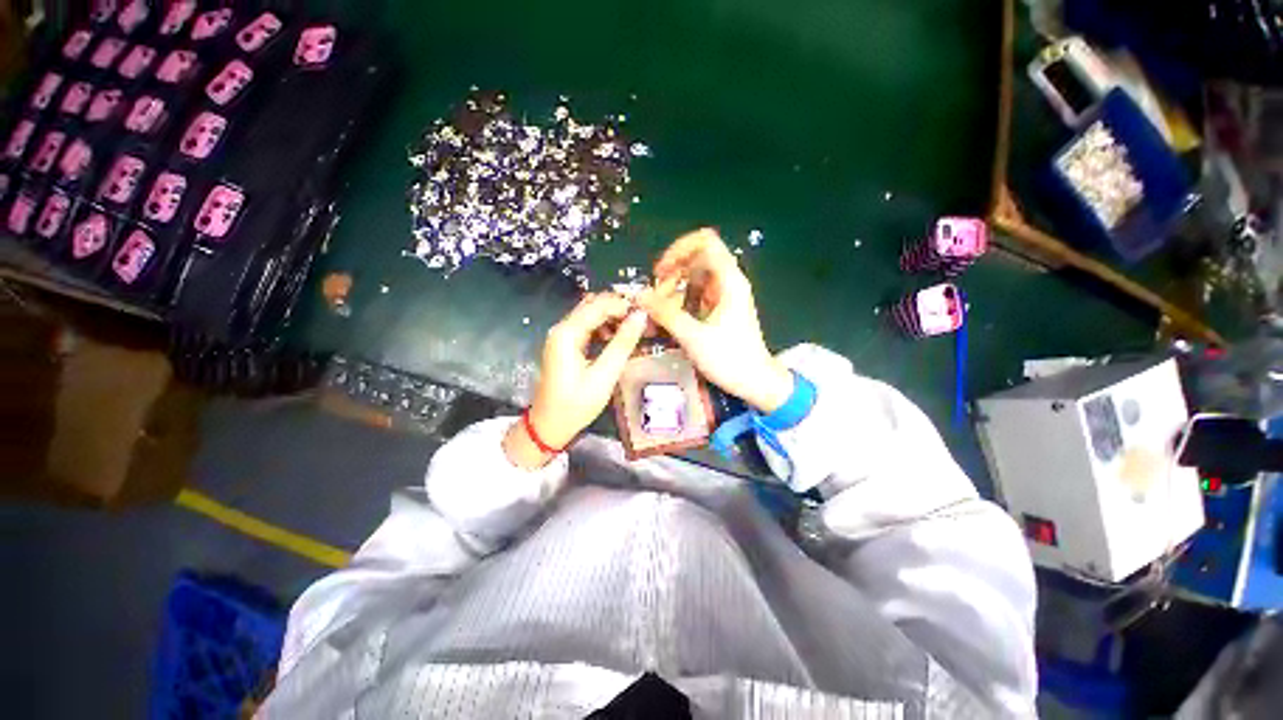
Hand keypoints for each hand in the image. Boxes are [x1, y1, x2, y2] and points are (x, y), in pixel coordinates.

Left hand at [504, 293, 647, 469]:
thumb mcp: (604, 375)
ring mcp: (562, 336)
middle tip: (643, 320)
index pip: (599, 305)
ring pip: (590, 315)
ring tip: (635, 329)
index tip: (647, 313)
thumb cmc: (576, 404)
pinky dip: (604, 328)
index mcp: (567, 333)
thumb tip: (641, 316)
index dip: (624, 305)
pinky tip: (618, 339)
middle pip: (593, 305)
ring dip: (612, 317)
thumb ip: (623, 343)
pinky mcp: (565, 345)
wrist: (550, 426)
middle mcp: (562, 328)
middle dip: (619, 309)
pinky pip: (587, 327)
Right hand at [637, 228, 793, 412]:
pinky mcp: (719, 310)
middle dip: (672, 275)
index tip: (661, 271)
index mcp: (729, 281)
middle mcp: (728, 282)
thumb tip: (640, 296)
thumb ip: (665, 314)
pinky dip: (680, 302)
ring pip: (693, 279)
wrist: (755, 382)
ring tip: (660, 312)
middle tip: (657, 298)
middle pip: (695, 261)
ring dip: (674, 290)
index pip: (705, 242)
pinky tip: (670, 319)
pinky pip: (695, 296)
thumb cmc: (730, 359)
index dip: (679, 249)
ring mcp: (724, 296)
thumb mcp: (694, 336)